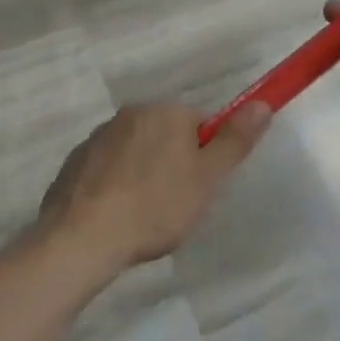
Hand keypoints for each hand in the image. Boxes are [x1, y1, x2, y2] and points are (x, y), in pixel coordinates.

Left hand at [39, 102, 269, 273]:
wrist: (83, 236)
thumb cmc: (155, 206)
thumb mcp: (206, 179)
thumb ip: (234, 141)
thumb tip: (263, 104)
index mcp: (166, 112)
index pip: (198, 123)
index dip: (203, 156)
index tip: (198, 188)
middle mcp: (132, 112)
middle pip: (165, 133)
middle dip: (172, 163)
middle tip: (173, 205)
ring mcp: (100, 134)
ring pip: (134, 149)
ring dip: (141, 172)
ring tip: (141, 215)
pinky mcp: (76, 159)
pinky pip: (106, 166)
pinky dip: (113, 184)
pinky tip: (114, 215)